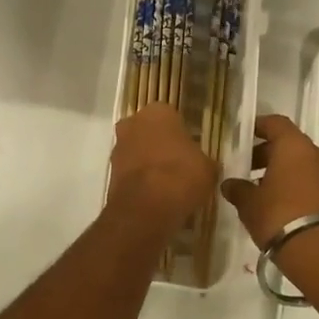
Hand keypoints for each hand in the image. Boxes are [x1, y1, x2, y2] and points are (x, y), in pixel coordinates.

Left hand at [106, 104, 217, 232]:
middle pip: (149, 131)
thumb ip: (203, 160)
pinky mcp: (109, 172)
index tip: (190, 150)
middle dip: (160, 145)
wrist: (147, 207)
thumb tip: (203, 165)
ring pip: (137, 150)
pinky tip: (155, 196)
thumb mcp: (208, 167)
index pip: (172, 116)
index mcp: (158, 111)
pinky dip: (139, 180)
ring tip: (167, 184)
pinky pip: (130, 172)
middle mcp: (133, 122)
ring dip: (148, 162)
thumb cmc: (182, 175)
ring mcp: (118, 147)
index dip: (181, 134)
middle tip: (178, 165)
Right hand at [222, 116, 318, 292]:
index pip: (276, 123)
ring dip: (283, 171)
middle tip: (248, 168)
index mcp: (294, 146)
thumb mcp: (250, 204)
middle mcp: (316, 154)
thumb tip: (229, 184)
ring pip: (302, 164)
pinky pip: (313, 181)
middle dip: (268, 153)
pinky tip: (281, 204)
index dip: (259, 126)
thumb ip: (238, 189)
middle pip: (290, 144)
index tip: (244, 134)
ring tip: (262, 190)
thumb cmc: (280, 217)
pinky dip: (297, 185)